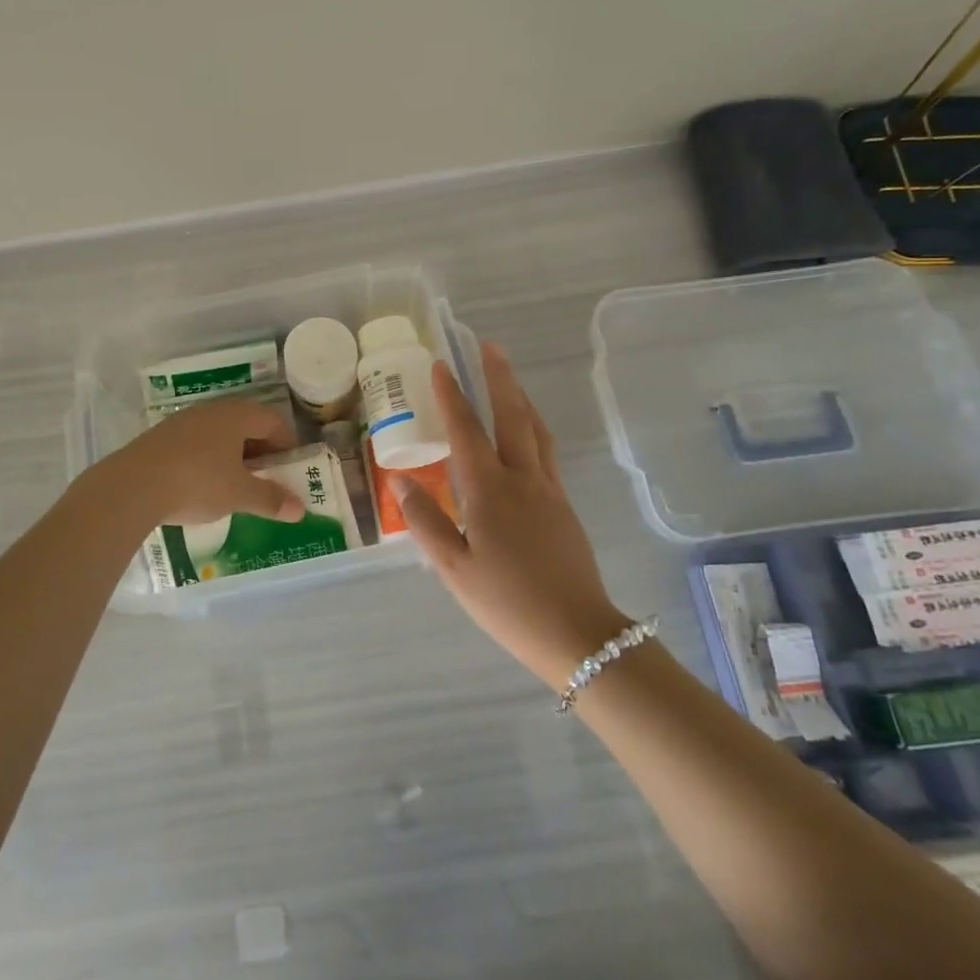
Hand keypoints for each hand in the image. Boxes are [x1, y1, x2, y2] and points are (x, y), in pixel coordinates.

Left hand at [103, 398, 304, 526]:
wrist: (132, 486)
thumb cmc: (197, 483)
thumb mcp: (239, 495)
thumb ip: (271, 499)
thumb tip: (300, 509)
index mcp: (237, 415)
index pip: (273, 420)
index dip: (288, 443)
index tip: (292, 468)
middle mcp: (212, 410)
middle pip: (246, 424)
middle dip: (261, 450)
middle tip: (268, 477)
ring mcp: (183, 421)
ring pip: (219, 433)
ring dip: (233, 455)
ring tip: (236, 484)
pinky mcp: (161, 436)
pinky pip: (196, 443)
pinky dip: (208, 459)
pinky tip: (202, 484)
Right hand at [394, 342, 627, 690]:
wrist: (578, 634)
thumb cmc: (507, 603)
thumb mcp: (453, 569)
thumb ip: (426, 521)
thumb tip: (401, 480)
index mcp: (490, 491)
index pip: (466, 431)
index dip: (452, 396)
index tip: (441, 365)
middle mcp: (522, 479)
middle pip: (512, 415)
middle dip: (498, 377)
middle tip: (488, 346)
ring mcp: (549, 490)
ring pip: (535, 430)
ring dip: (519, 398)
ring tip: (507, 379)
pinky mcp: (563, 506)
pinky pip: (546, 451)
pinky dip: (532, 427)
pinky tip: (525, 434)